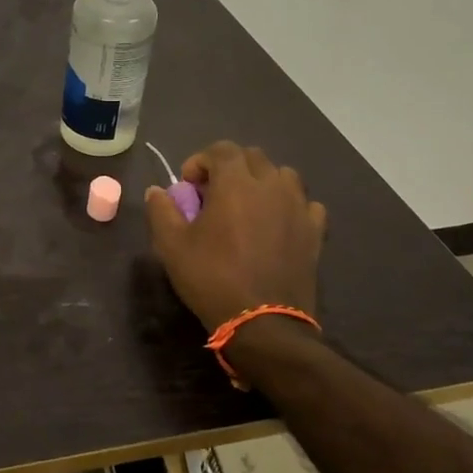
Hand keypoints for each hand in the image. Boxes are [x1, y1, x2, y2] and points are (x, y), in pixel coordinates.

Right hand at [143, 141, 326, 331]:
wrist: (262, 323)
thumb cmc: (212, 278)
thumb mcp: (171, 245)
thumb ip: (161, 211)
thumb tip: (157, 191)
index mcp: (236, 183)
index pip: (221, 149)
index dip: (200, 161)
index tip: (188, 186)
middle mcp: (272, 185)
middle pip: (252, 157)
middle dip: (229, 168)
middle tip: (212, 195)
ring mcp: (298, 207)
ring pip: (282, 175)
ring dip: (261, 182)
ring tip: (246, 206)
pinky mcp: (315, 232)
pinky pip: (305, 204)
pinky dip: (289, 206)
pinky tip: (277, 224)